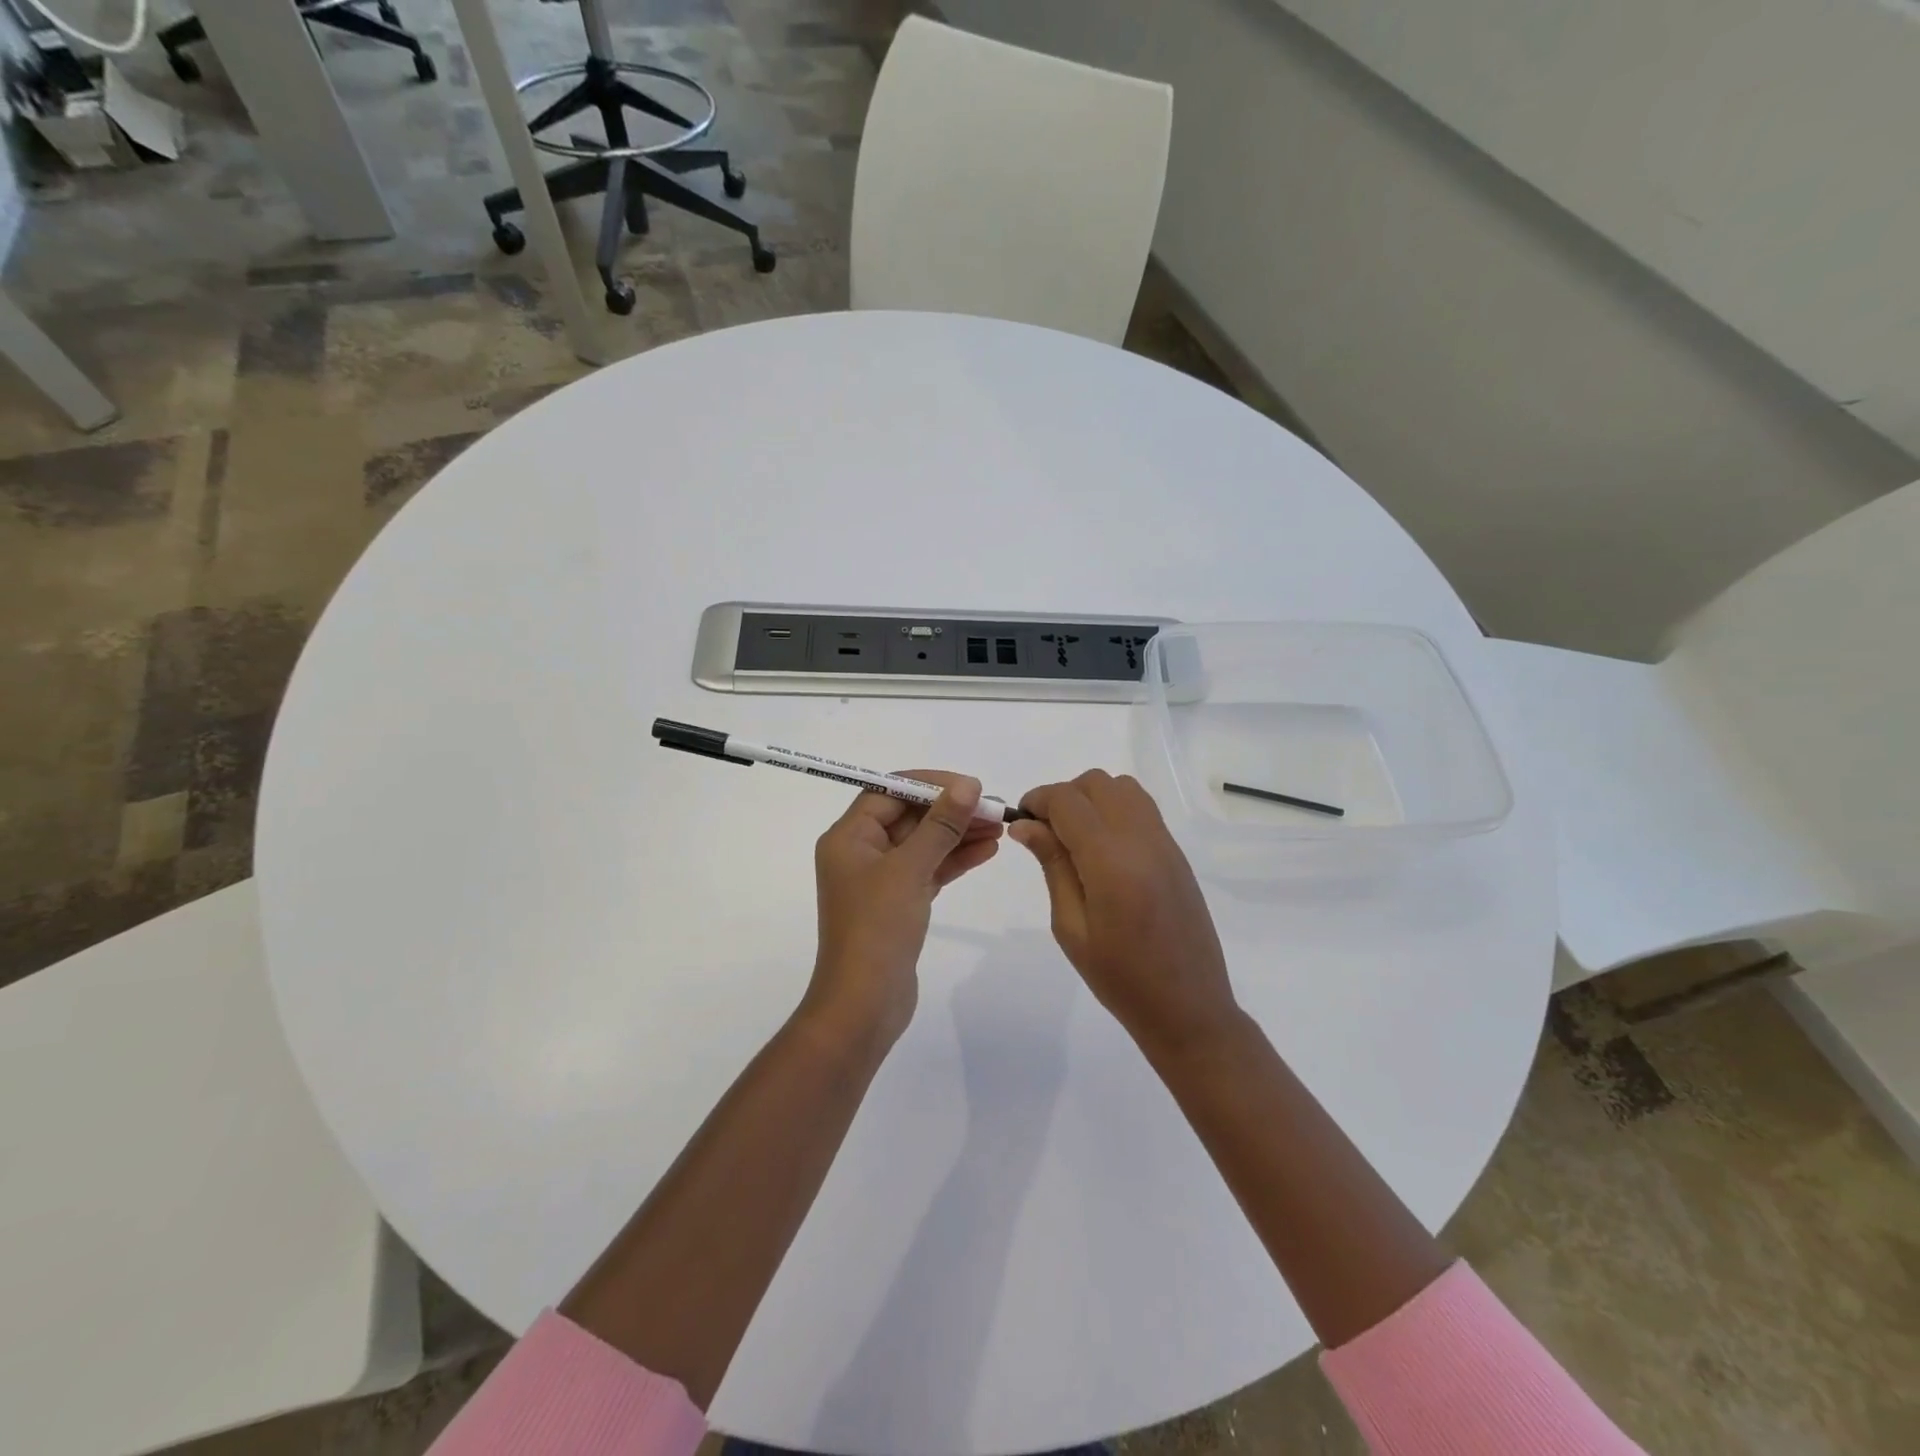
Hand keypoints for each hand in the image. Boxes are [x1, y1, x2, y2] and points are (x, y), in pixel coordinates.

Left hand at [806, 771, 1002, 1049]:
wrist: (864, 1005)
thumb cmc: (877, 928)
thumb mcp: (910, 869)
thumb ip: (941, 825)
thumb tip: (967, 786)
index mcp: (849, 837)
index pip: (889, 791)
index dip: (930, 785)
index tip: (969, 786)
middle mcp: (860, 853)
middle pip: (909, 817)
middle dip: (951, 810)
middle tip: (993, 808)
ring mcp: (880, 880)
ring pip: (923, 844)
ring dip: (958, 834)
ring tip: (999, 827)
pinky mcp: (898, 904)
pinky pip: (928, 870)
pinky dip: (954, 860)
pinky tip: (987, 851)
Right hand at [1010, 770, 1240, 1057]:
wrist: (1188, 1007)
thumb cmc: (1120, 978)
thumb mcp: (1071, 927)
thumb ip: (1052, 865)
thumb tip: (1026, 824)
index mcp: (1110, 861)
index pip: (1067, 800)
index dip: (1037, 800)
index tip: (1021, 821)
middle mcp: (1141, 840)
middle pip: (1096, 783)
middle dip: (1064, 796)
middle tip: (1046, 833)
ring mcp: (1165, 843)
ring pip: (1123, 788)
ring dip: (1092, 799)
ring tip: (1076, 838)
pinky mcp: (1177, 853)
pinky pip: (1142, 809)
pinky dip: (1115, 810)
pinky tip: (1104, 849)